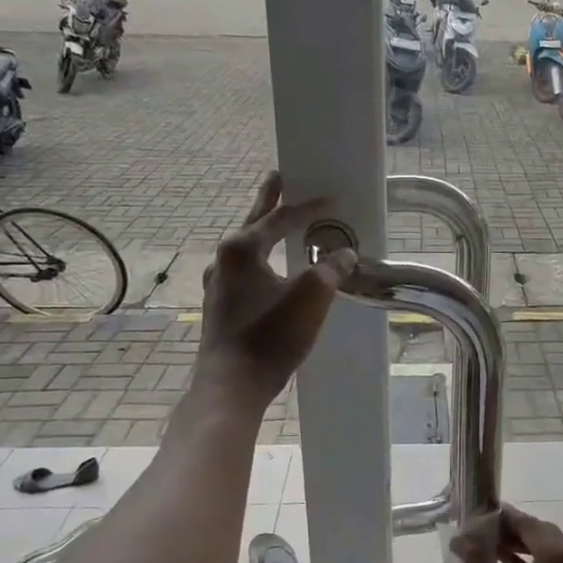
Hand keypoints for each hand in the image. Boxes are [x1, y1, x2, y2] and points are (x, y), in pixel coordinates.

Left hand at [196, 172, 354, 409]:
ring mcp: (218, 285)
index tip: (333, 200)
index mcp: (242, 248)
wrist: (231, 385)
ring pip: (246, 249)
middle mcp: (224, 260)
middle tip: (277, 177)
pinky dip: (261, 261)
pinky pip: (245, 272)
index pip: (281, 218)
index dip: (310, 208)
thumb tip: (344, 254)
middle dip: (268, 200)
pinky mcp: (220, 308)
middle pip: (253, 222)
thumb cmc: (271, 335)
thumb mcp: (312, 296)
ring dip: (263, 233)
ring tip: (275, 223)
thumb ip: (330, 268)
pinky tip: (267, 272)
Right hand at [453, 505, 562, 562]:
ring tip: (492, 551)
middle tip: (483, 535)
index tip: (479, 517)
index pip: (528, 524)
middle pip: (543, 536)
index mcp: (561, 555)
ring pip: (553, 555)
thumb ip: (479, 556)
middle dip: (513, 534)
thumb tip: (460, 536)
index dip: (502, 519)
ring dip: (525, 551)